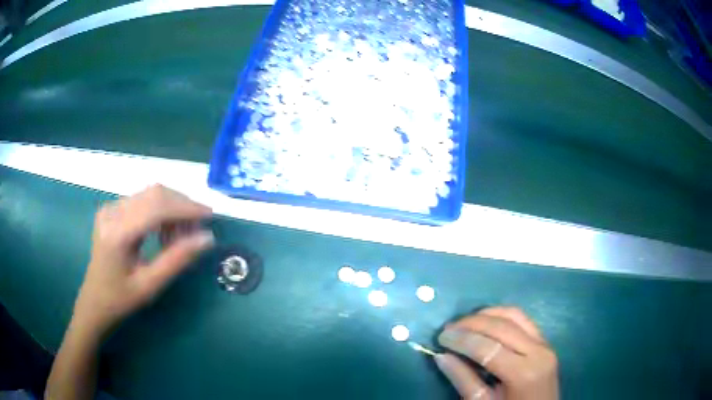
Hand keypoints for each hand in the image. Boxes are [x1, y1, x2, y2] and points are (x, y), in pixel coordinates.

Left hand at [72, 184, 213, 338]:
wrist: (94, 300)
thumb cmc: (121, 299)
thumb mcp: (150, 285)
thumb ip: (177, 260)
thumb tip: (207, 238)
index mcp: (117, 234)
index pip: (156, 207)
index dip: (186, 208)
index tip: (210, 216)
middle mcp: (112, 212)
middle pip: (155, 194)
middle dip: (181, 206)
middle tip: (198, 229)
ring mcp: (110, 207)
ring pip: (150, 194)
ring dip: (172, 208)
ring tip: (181, 235)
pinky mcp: (112, 209)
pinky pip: (143, 200)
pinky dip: (160, 211)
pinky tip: (164, 231)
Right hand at [435, 307, 558, 399]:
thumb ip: (464, 380)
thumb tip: (441, 356)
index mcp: (523, 373)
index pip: (488, 348)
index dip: (461, 340)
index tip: (440, 338)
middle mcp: (538, 351)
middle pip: (502, 327)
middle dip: (471, 323)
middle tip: (448, 328)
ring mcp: (545, 344)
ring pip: (514, 315)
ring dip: (487, 315)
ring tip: (464, 323)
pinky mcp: (545, 341)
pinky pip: (523, 320)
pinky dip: (502, 316)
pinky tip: (486, 322)